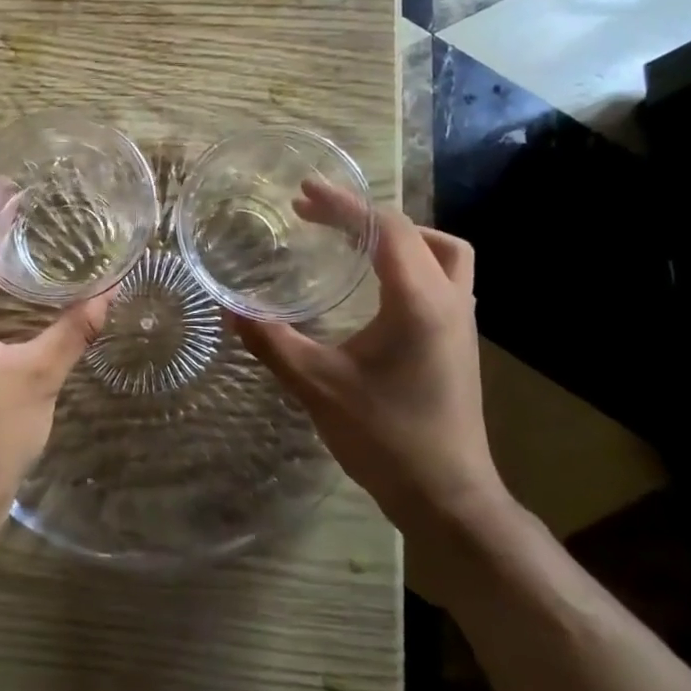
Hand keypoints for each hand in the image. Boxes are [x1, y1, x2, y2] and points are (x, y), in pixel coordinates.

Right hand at [234, 183, 507, 544]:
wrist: (447, 497)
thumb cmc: (384, 437)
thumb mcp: (317, 385)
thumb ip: (271, 341)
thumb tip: (229, 307)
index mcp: (419, 302)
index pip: (386, 229)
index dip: (344, 205)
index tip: (304, 193)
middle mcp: (449, 302)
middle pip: (420, 233)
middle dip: (367, 216)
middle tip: (319, 217)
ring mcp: (461, 323)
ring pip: (444, 255)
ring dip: (399, 238)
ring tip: (352, 243)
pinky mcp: (458, 343)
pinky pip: (441, 280)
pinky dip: (410, 264)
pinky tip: (374, 287)